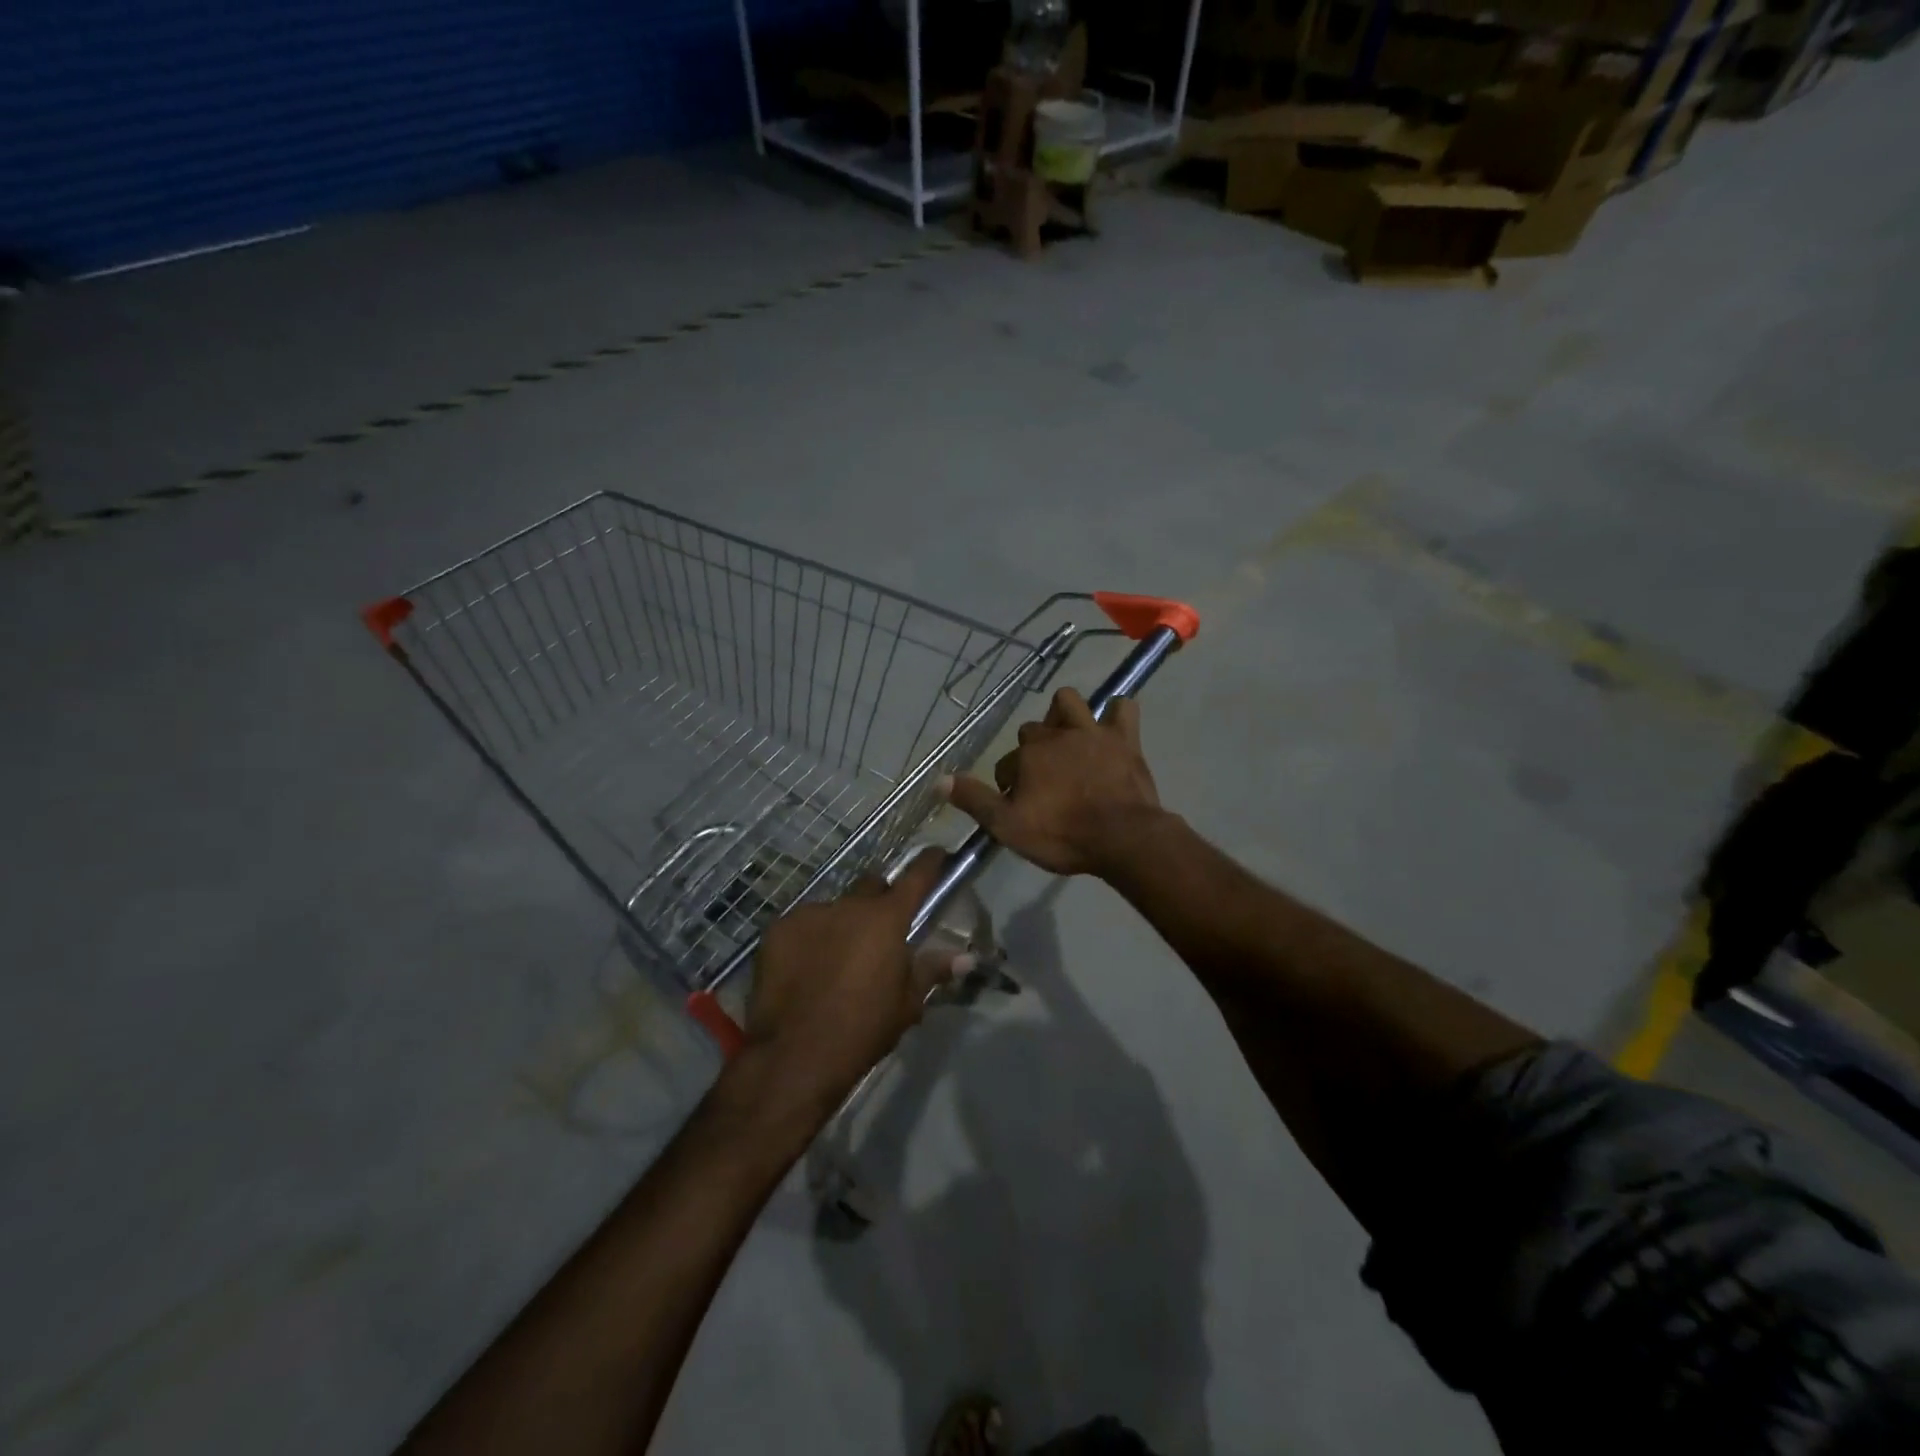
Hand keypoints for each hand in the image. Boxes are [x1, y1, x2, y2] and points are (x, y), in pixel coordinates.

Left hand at [742, 849, 967, 1109]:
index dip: (930, 863)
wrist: (795, 1055)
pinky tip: (804, 969)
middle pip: (871, 887)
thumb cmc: (863, 1030)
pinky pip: (801, 925)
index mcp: (887, 919)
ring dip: (840, 925)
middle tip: (879, 932)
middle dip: (879, 901)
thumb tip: (967, 958)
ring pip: (833, 909)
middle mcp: (849, 905)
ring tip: (834, 960)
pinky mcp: (777, 929)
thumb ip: (932, 971)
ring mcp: (809, 913)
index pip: (916, 877)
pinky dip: (808, 939)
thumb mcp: (907, 1004)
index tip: (936, 854)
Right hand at [945, 687, 1162, 877]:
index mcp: (1028, 756)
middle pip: (1033, 731)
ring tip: (1067, 738)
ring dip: (1063, 714)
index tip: (1018, 803)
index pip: (1006, 762)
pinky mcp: (1125, 739)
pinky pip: (1122, 709)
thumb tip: (938, 780)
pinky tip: (1111, 728)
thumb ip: (974, 801)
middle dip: (1032, 750)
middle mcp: (1056, 735)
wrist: (1122, 839)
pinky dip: (1115, 714)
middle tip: (1042, 781)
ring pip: (1069, 702)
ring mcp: (1092, 733)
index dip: (1009, 783)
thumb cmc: (1063, 836)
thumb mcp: (1008, 827)